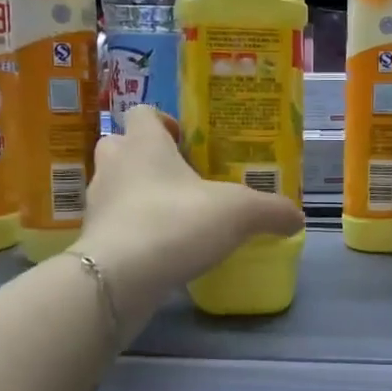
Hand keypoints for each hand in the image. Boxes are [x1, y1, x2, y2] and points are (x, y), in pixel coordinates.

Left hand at [70, 104, 303, 330]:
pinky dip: (134, 230)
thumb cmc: (176, 222)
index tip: (187, 141)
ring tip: (174, 214)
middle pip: (122, 145)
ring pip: (116, 186)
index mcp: (144, 144)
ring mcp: (99, 204)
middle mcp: (114, 166)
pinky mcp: (94, 240)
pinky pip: (115, 224)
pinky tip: (162, 249)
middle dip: (147, 156)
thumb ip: (272, 211)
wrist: (120, 278)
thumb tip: (298, 218)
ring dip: (138, 194)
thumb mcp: (240, 213)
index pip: (142, 113)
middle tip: (181, 177)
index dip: (164, 121)